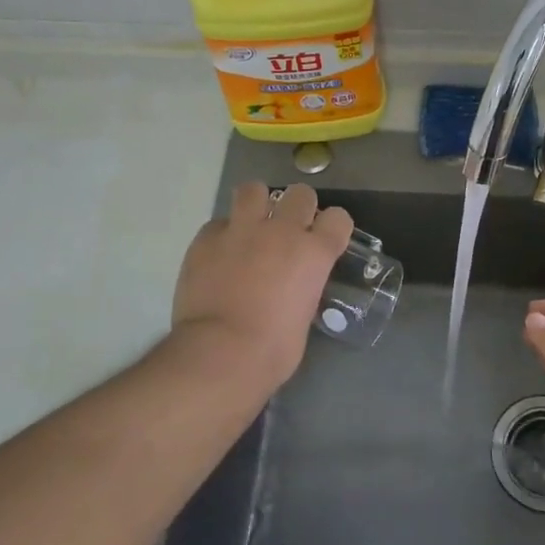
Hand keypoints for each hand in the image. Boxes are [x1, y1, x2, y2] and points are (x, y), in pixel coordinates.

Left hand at [173, 181, 353, 386]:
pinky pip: (217, 223)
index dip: (333, 228)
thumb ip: (302, 289)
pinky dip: (222, 235)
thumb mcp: (303, 317)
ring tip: (252, 225)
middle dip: (298, 207)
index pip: (338, 218)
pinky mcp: (206, 239)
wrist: (220, 354)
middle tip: (288, 230)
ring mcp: (241, 230)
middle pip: (300, 194)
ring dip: (256, 204)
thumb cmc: (272, 351)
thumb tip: (292, 288)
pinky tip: (219, 255)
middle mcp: (282, 232)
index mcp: (314, 253)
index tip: (325, 239)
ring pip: (254, 190)